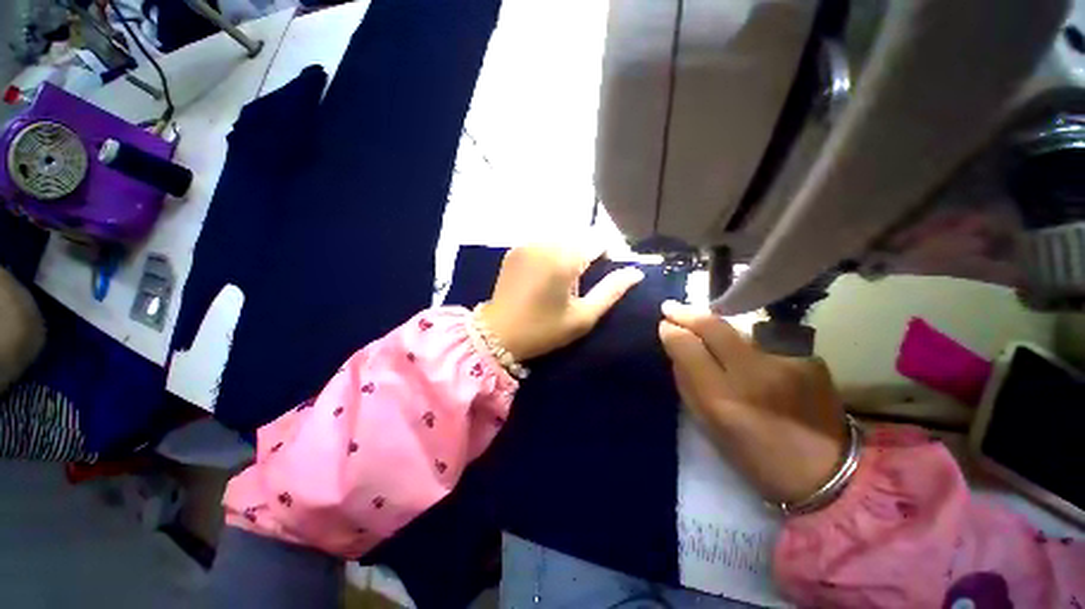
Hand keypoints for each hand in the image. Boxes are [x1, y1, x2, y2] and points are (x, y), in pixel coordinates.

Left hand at [479, 246, 644, 360]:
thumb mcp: (583, 317)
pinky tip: (544, 275)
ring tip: (561, 280)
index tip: (599, 277)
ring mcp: (527, 244)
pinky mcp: (515, 250)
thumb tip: (635, 273)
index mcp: (564, 259)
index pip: (597, 241)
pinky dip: (550, 252)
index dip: (604, 256)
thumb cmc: (543, 330)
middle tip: (579, 282)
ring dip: (567, 253)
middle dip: (585, 254)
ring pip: (560, 238)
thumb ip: (611, 291)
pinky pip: (542, 242)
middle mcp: (545, 243)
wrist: (497, 334)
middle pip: (578, 237)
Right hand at [659, 301, 847, 504]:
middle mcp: (754, 373)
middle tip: (671, 307)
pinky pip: (763, 339)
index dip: (672, 330)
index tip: (664, 323)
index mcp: (722, 399)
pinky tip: (746, 350)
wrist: (826, 472)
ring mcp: (786, 361)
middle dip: (687, 313)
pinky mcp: (809, 357)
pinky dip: (747, 341)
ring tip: (704, 327)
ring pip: (738, 329)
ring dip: (716, 326)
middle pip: (713, 326)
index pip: (687, 346)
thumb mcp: (707, 424)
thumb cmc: (754, 454)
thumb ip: (686, 381)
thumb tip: (675, 345)